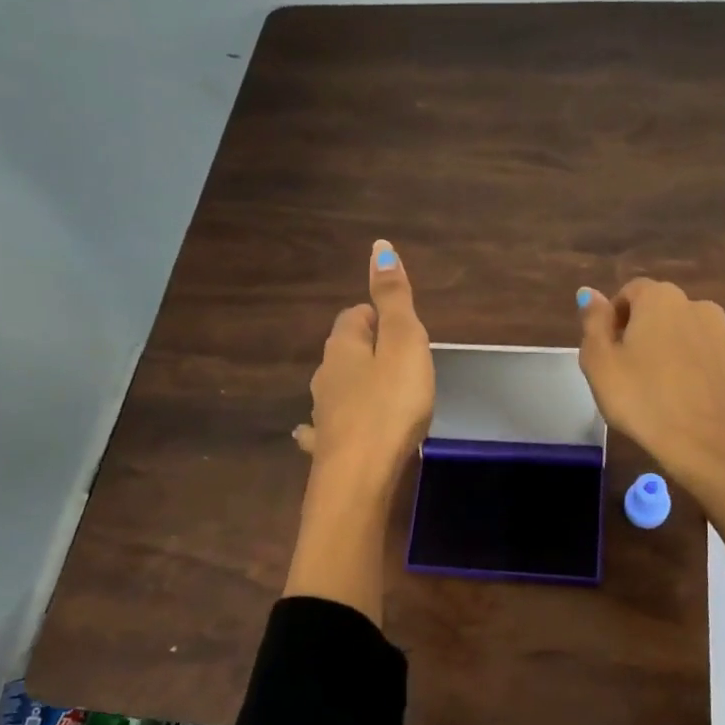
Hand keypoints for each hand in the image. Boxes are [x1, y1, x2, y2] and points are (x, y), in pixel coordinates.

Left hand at [292, 240, 433, 491]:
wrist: (359, 478)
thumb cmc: (389, 405)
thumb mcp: (402, 344)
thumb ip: (393, 299)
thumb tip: (378, 247)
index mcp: (343, 348)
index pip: (354, 316)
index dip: (376, 315)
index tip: (400, 327)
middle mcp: (325, 376)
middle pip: (343, 351)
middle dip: (366, 349)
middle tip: (399, 359)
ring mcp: (323, 414)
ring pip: (335, 388)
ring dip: (353, 385)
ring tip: (381, 393)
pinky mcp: (327, 448)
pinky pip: (327, 428)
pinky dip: (335, 423)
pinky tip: (331, 432)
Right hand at [576, 278, 724, 492]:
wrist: (707, 445)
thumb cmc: (642, 401)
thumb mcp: (599, 364)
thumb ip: (593, 323)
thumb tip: (590, 293)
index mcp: (661, 300)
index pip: (632, 292)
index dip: (617, 318)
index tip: (611, 351)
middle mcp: (703, 308)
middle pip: (668, 314)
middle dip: (653, 335)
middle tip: (637, 375)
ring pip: (700, 338)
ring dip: (685, 354)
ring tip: (672, 392)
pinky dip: (713, 377)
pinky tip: (701, 403)